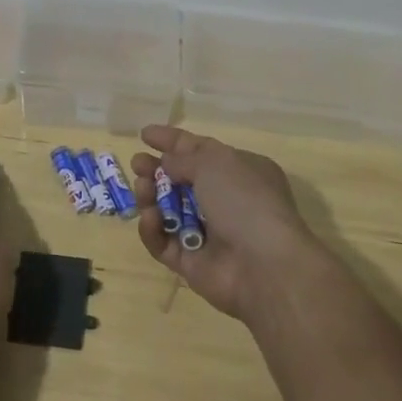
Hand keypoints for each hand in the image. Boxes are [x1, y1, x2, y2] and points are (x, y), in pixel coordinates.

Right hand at [131, 125, 328, 322]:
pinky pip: (164, 242)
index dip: (172, 141)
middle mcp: (225, 201)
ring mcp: (208, 234)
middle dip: (156, 170)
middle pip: (180, 181)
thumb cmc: (244, 200)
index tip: (144, 134)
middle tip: (137, 163)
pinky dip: (153, 230)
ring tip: (142, 189)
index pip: (199, 149)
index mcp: (239, 171)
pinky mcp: (192, 263)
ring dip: (151, 196)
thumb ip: (183, 159)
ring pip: (168, 211)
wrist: (265, 266)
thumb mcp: (214, 163)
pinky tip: (150, 218)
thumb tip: (167, 164)